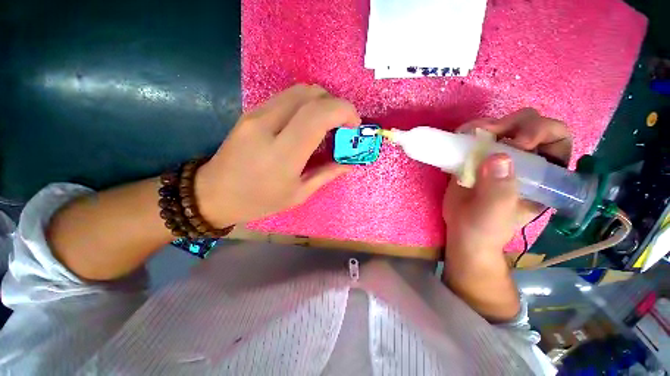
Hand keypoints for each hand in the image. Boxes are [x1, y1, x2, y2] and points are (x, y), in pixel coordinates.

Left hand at [195, 84, 360, 226]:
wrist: (213, 194)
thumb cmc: (259, 201)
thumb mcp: (298, 194)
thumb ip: (326, 174)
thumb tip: (349, 163)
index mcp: (283, 153)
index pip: (318, 114)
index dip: (344, 111)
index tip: (354, 125)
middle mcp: (268, 125)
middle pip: (310, 94)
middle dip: (335, 104)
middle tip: (343, 125)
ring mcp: (255, 114)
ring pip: (298, 90)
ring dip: (321, 102)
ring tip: (328, 124)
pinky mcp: (250, 112)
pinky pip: (286, 97)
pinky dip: (305, 104)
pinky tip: (308, 123)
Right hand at [444, 108, 571, 258]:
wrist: (462, 230)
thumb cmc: (486, 228)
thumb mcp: (496, 213)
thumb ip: (500, 189)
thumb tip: (498, 157)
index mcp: (544, 174)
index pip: (557, 139)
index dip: (542, 132)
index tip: (518, 142)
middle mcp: (525, 160)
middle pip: (530, 125)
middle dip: (513, 123)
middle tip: (491, 132)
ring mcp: (499, 157)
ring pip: (503, 126)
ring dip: (488, 124)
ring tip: (470, 133)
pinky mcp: (476, 158)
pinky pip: (477, 136)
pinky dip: (469, 131)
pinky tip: (460, 135)